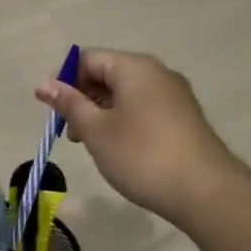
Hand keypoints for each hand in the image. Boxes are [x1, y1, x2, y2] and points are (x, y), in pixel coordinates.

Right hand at [36, 48, 237, 223]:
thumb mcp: (96, 130)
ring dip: (100, 112)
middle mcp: (156, 73)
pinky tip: (118, 148)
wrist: (206, 192)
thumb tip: (44, 85)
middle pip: (107, 73)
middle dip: (82, 98)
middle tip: (70, 131)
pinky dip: (123, 120)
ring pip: (125, 92)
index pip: (88, 58)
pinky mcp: (183, 117)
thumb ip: (69, 103)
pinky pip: (143, 107)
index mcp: (134, 67)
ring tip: (91, 144)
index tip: (51, 109)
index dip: (63, 79)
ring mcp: (173, 95)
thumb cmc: (142, 155)